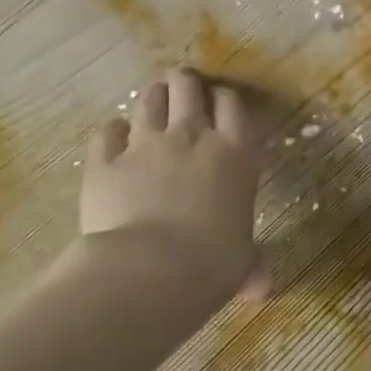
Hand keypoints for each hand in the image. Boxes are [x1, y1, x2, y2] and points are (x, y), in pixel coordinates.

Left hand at [80, 68, 265, 302]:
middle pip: (188, 89)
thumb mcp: (241, 264)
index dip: (226, 99)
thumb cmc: (212, 265)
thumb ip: (252, 265)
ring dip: (152, 97)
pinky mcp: (106, 160)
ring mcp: (145, 145)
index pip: (233, 107)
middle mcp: (192, 138)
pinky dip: (112, 131)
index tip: (221, 101)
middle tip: (183, 85)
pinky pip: (107, 132)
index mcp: (234, 155)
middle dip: (186, 83)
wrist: (150, 271)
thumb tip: (264, 287)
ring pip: (149, 102)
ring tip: (153, 98)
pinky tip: (114, 135)